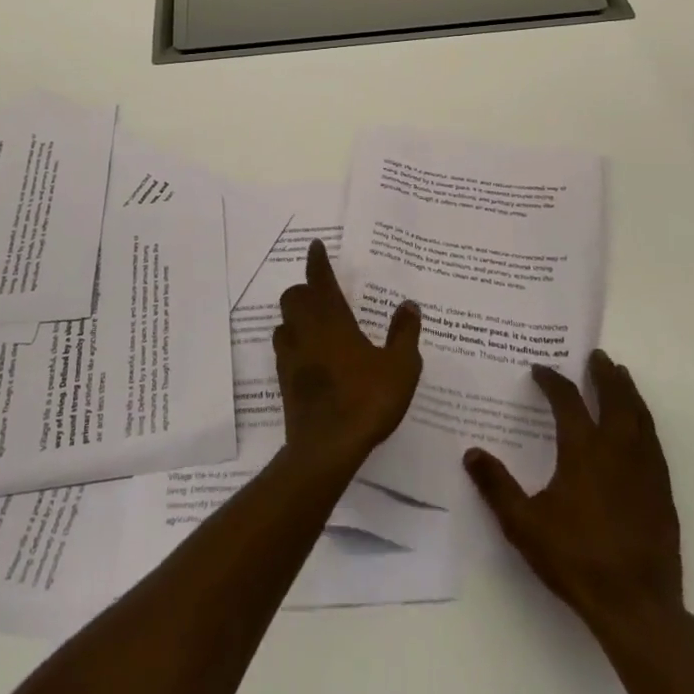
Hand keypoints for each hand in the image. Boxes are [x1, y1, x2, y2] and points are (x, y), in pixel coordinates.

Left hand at [274, 240, 422, 471]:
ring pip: (284, 322)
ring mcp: (291, 356)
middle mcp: (306, 330)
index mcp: (331, 319)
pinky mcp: (284, 381)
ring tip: (314, 323)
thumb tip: (409, 304)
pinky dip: (293, 343)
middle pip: (294, 297)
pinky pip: (283, 349)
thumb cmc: (366, 400)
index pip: (319, 279)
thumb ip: (405, 334)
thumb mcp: (400, 367)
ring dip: (295, 317)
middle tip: (322, 294)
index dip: (317, 261)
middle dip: (304, 290)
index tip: (315, 245)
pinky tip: (309, 356)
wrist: (326, 448)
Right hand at [464, 349, 681, 637]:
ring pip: (639, 417)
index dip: (552, 381)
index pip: (567, 401)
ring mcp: (644, 470)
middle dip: (604, 375)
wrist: (638, 607)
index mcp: (583, 450)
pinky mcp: (662, 493)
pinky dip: (644, 422)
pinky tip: (640, 427)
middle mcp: (616, 450)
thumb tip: (471, 453)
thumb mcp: (524, 524)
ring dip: (629, 392)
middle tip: (597, 356)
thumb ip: (497, 486)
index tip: (540, 370)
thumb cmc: (577, 559)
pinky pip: (654, 442)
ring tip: (622, 376)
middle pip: (614, 398)